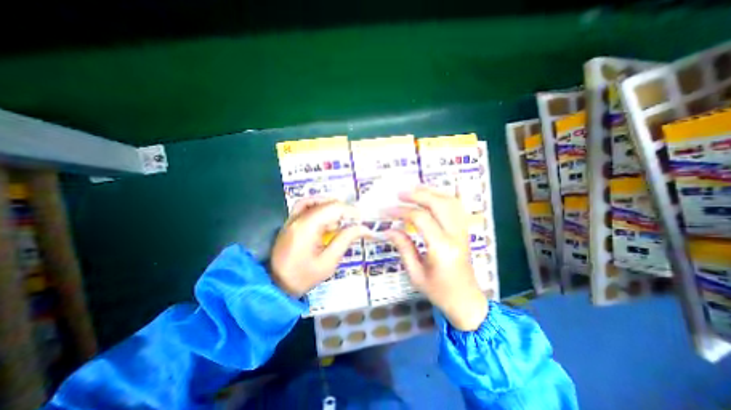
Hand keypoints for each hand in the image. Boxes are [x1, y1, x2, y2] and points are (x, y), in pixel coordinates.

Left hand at [271, 196, 370, 296]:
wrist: (276, 286)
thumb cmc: (304, 277)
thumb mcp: (329, 262)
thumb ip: (345, 240)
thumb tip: (363, 228)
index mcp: (307, 227)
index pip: (332, 208)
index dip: (350, 210)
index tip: (362, 218)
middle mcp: (297, 218)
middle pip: (323, 203)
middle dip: (342, 209)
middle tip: (354, 219)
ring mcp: (291, 219)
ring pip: (313, 201)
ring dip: (330, 206)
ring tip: (341, 218)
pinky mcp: (290, 223)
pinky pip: (304, 206)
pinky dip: (317, 207)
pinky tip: (325, 217)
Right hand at [384, 187, 486, 330]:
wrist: (466, 301)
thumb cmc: (439, 291)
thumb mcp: (416, 273)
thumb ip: (403, 247)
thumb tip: (388, 229)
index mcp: (441, 248)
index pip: (421, 219)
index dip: (402, 211)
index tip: (387, 211)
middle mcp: (455, 235)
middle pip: (438, 204)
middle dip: (417, 195)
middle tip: (400, 193)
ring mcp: (463, 231)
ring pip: (450, 201)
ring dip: (431, 192)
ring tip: (414, 190)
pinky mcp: (464, 231)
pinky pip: (457, 207)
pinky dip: (444, 197)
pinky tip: (432, 195)